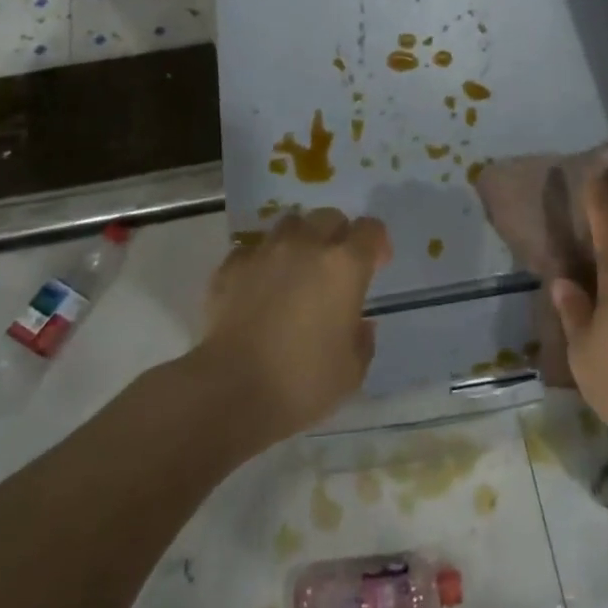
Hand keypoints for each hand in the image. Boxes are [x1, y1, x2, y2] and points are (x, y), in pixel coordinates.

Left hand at [199, 207, 391, 438]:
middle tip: (335, 266)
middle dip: (338, 234)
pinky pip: (252, 250)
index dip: (376, 243)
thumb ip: (362, 340)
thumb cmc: (302, 383)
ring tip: (296, 269)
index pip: (370, 229)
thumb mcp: (352, 372)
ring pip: (289, 224)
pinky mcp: (230, 267)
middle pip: (329, 216)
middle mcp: (306, 246)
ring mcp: (265, 253)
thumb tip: (359, 324)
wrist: (230, 391)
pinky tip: (258, 286)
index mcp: (345, 266)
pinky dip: (261, 261)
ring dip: (300, 240)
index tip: (376, 264)